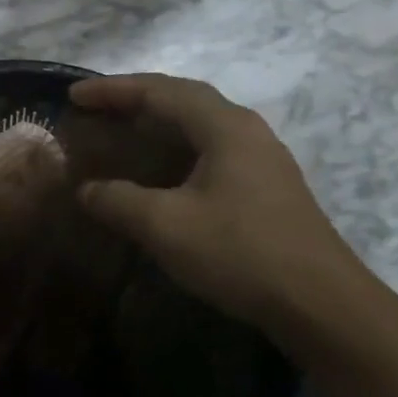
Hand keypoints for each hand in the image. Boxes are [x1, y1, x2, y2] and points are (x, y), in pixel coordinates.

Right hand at [70, 74, 365, 329]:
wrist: (324, 306)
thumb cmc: (241, 253)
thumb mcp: (165, 226)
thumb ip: (118, 200)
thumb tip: (86, 190)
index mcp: (224, 126)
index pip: (159, 91)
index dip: (112, 90)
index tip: (73, 96)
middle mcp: (245, 130)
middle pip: (182, 98)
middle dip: (134, 99)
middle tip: (94, 108)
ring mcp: (261, 158)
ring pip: (198, 123)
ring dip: (157, 122)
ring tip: (121, 131)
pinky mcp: (266, 186)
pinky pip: (209, 147)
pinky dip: (175, 146)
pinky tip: (161, 170)